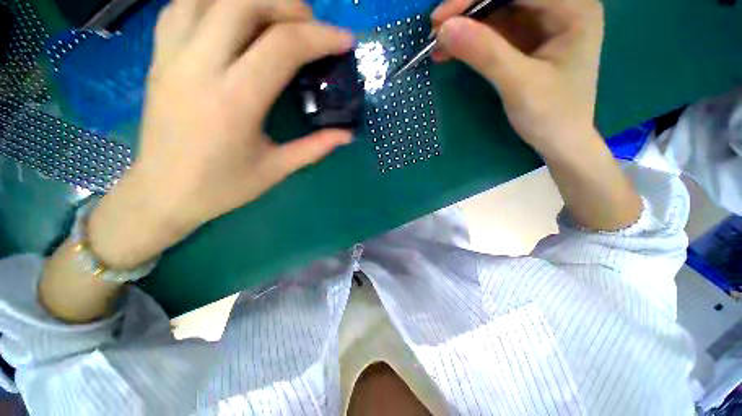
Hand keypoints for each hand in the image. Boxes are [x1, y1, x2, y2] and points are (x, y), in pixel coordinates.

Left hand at [87, 0, 353, 268]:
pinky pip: (182, 6)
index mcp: (235, 102)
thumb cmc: (223, 187)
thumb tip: (347, 135)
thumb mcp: (276, 170)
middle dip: (287, 5)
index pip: (282, 47)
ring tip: (275, 17)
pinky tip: (233, 17)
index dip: (321, 37)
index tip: (345, 41)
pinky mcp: (158, 56)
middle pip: (242, 1)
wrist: (163, 192)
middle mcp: (198, 67)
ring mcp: (171, 56)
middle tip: (310, 26)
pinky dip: (214, 0)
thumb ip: (315, 148)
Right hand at [432, 0, 603, 155]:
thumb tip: (444, 29)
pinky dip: (470, 40)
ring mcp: (542, 23)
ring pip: (497, 11)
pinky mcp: (527, 40)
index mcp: (573, 8)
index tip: (441, 19)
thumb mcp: (519, 85)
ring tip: (438, 44)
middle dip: (469, 9)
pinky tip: (450, 51)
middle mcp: (559, 7)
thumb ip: (485, 54)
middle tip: (436, 30)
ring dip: (465, 25)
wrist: (560, 141)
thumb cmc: (551, 115)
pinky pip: (494, 31)